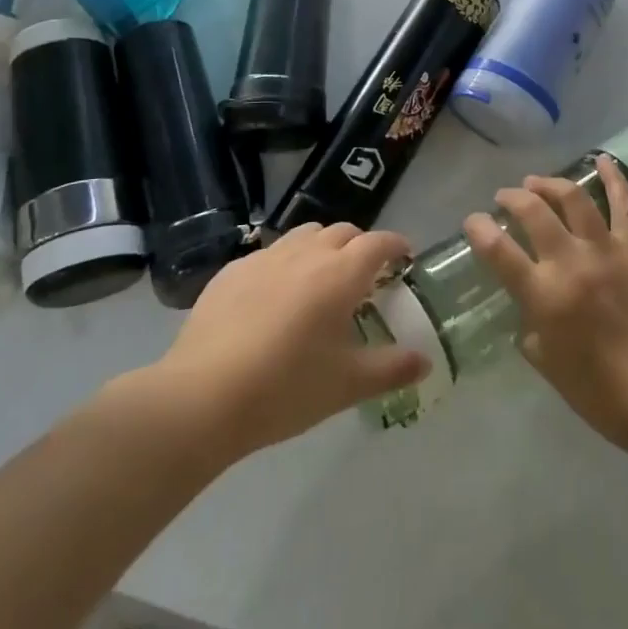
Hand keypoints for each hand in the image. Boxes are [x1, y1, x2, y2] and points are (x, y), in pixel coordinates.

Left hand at [156, 223, 428, 460]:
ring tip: (321, 279)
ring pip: (304, 236)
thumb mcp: (347, 385)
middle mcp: (306, 253)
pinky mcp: (232, 271)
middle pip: (342, 232)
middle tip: (365, 277)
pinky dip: (285, 264)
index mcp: (340, 274)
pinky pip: (270, 254)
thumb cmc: (286, 388)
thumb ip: (391, 369)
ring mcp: (265, 258)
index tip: (405, 257)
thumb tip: (424, 361)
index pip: (378, 243)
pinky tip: (275, 297)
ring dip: (322, 247)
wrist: (203, 396)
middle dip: (360, 246)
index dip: (396, 246)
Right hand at [465, 154, 627, 451]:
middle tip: (506, 198)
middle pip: (533, 212)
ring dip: (550, 183)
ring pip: (573, 198)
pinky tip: (602, 160)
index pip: (498, 250)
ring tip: (537, 183)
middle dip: (512, 198)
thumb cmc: (600, 392)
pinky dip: (613, 178)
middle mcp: (572, 263)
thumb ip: (530, 326)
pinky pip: (624, 204)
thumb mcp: (547, 364)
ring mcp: (608, 251)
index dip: (479, 229)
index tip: (473, 221)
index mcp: (544, 296)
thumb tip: (528, 305)